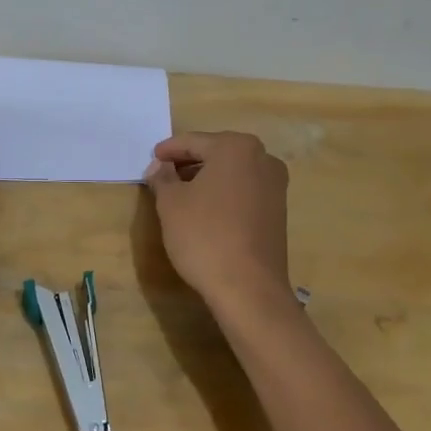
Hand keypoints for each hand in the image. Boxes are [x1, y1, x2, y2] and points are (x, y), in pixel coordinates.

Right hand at [144, 131, 292, 321]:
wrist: (249, 288)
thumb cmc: (205, 235)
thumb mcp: (171, 203)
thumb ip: (163, 177)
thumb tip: (161, 167)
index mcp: (236, 147)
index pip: (193, 142)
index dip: (168, 150)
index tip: (152, 159)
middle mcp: (262, 159)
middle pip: (215, 153)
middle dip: (188, 163)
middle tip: (163, 175)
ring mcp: (275, 186)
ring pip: (231, 173)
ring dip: (206, 179)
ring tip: (180, 193)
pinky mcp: (278, 211)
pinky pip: (243, 191)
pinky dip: (223, 194)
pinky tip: (204, 210)